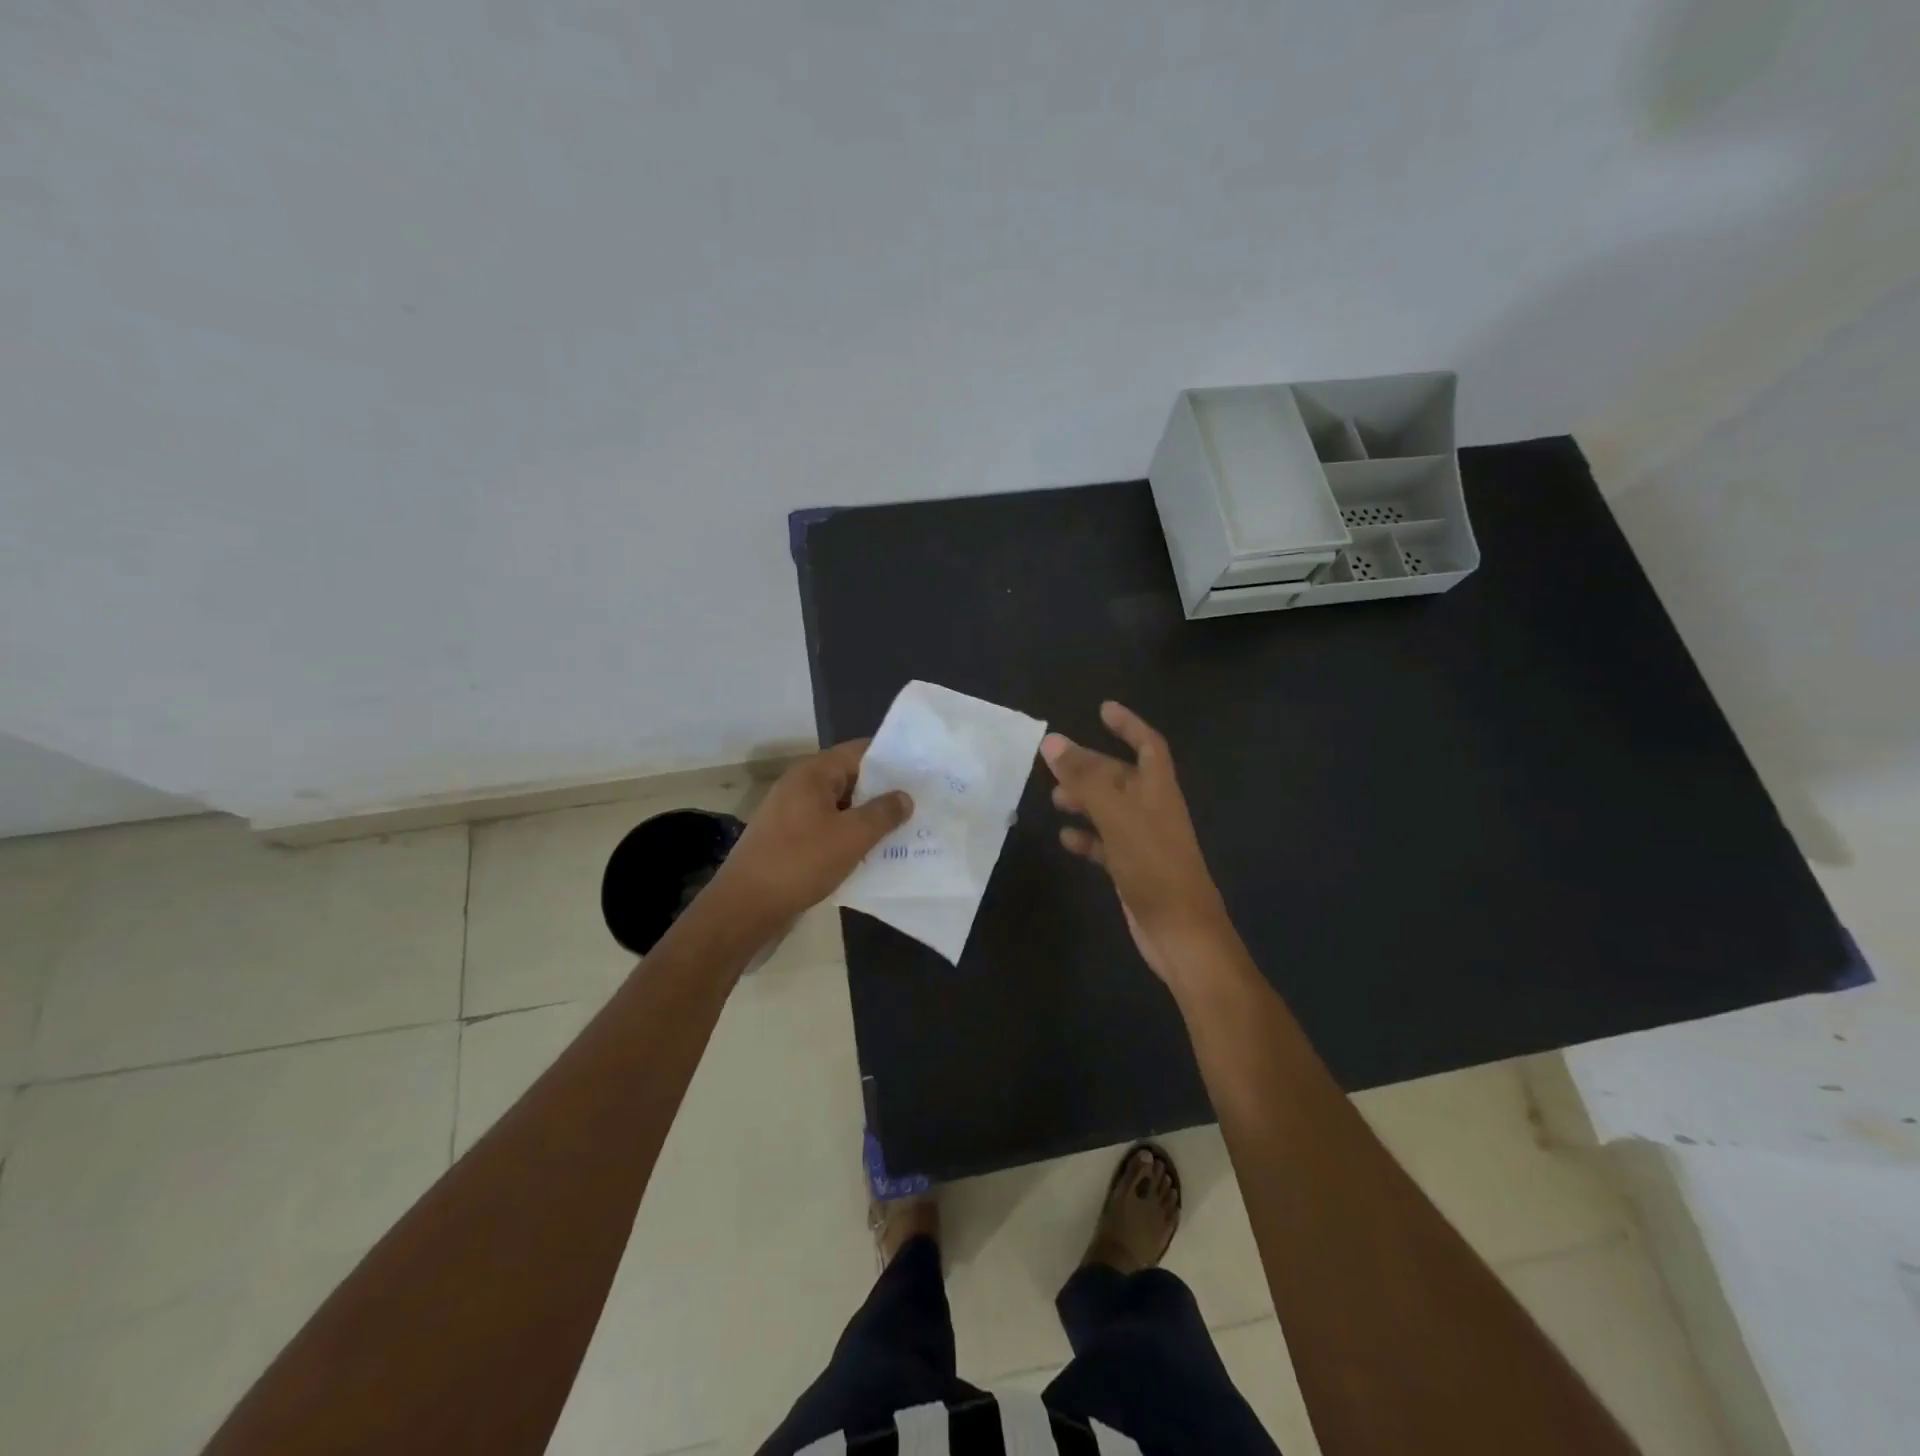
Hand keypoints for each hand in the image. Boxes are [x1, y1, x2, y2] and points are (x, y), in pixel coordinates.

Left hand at [705, 740, 911, 937]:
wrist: (745, 906)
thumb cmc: (801, 862)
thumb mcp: (852, 836)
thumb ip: (883, 813)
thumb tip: (904, 796)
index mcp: (813, 773)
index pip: (859, 751)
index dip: (892, 759)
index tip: (921, 772)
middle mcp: (800, 785)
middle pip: (850, 777)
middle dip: (883, 791)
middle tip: (919, 803)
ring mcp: (791, 812)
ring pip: (840, 806)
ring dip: (867, 817)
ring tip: (903, 829)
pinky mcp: (788, 838)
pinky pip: (826, 827)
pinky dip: (848, 835)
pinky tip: (871, 852)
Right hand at [1041, 702, 1233, 986]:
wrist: (1180, 932)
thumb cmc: (1154, 865)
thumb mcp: (1116, 815)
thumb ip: (1085, 778)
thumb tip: (1051, 741)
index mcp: (1159, 790)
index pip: (1148, 744)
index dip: (1128, 724)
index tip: (1103, 709)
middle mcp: (1153, 810)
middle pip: (1121, 776)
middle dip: (1091, 766)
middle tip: (1055, 762)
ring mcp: (1143, 840)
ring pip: (1110, 809)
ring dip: (1084, 800)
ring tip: (1054, 799)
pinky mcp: (1132, 868)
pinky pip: (1105, 844)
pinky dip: (1086, 838)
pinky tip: (1065, 839)